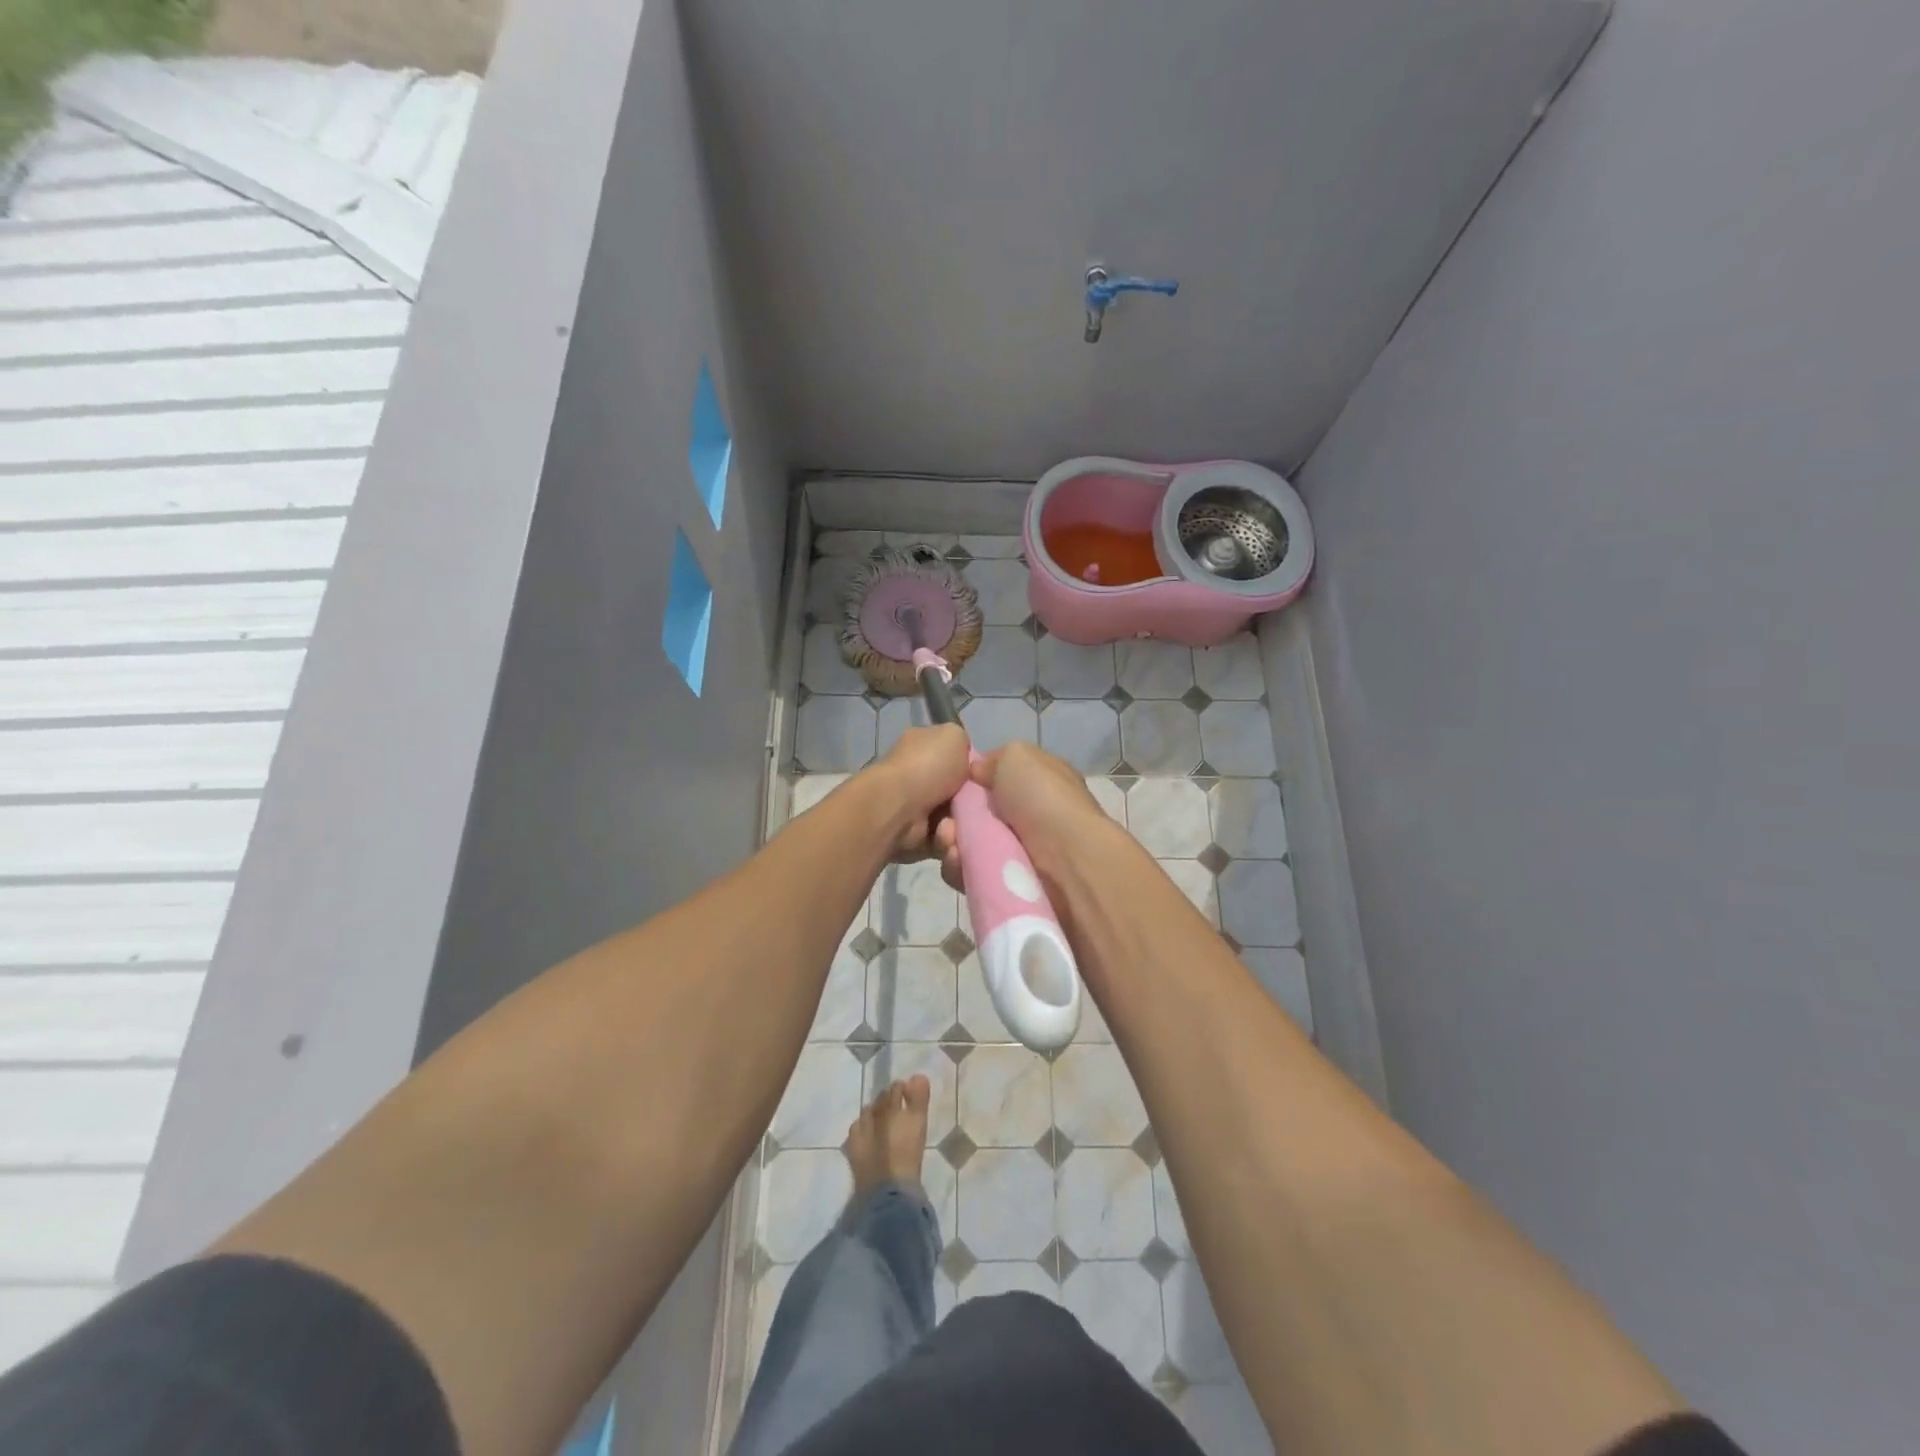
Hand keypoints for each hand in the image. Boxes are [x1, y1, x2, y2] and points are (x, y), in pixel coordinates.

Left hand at [867, 724, 970, 859]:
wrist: (896, 808)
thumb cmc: (927, 767)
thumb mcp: (954, 737)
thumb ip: (964, 742)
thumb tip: (965, 758)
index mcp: (923, 748)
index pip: (955, 757)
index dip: (973, 769)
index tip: (983, 778)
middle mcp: (917, 776)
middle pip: (960, 792)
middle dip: (972, 802)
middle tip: (978, 806)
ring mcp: (914, 807)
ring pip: (955, 819)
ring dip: (960, 824)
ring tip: (954, 823)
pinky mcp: (915, 836)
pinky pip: (945, 841)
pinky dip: (948, 841)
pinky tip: (945, 836)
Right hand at [932, 741, 1114, 891]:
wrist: (1067, 859)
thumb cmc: (1043, 798)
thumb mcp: (1017, 756)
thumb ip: (992, 761)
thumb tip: (975, 774)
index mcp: (1034, 783)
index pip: (990, 780)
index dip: (966, 782)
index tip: (949, 785)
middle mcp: (1025, 817)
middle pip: (972, 815)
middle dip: (952, 817)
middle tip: (946, 822)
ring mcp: (1015, 852)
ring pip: (966, 845)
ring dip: (951, 842)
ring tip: (950, 842)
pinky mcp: (1004, 885)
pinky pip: (969, 875)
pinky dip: (958, 868)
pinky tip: (958, 861)